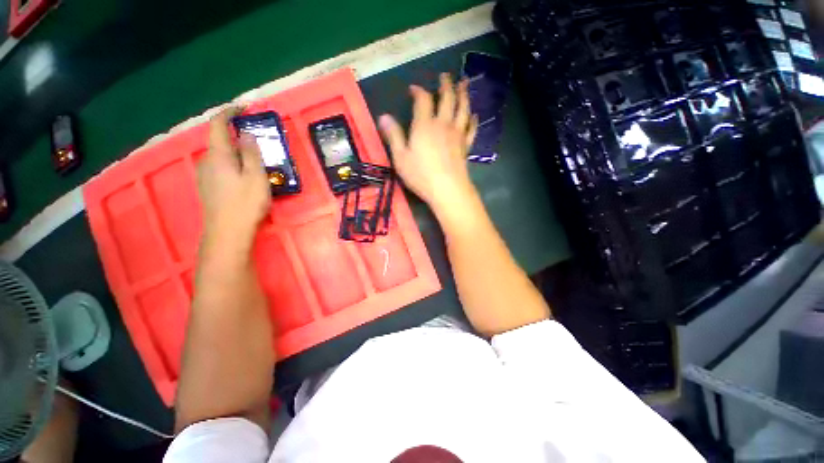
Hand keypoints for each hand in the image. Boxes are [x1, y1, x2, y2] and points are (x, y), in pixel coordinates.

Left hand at [198, 106, 270, 246]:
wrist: (227, 232)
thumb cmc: (245, 203)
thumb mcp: (255, 177)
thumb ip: (252, 153)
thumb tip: (247, 133)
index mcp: (218, 155)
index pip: (218, 125)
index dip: (228, 113)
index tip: (243, 108)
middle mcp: (207, 161)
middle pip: (219, 141)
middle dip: (236, 136)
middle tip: (258, 142)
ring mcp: (205, 175)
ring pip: (221, 155)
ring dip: (236, 152)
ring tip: (255, 161)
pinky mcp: (208, 186)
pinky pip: (220, 167)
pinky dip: (232, 163)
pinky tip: (244, 176)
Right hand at [379, 73, 478, 213]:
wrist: (447, 189)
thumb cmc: (421, 175)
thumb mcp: (400, 157)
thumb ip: (393, 136)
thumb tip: (383, 116)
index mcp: (424, 125)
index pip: (423, 100)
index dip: (418, 91)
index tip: (414, 89)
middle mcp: (442, 124)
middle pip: (447, 98)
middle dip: (445, 85)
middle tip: (445, 76)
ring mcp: (457, 134)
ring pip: (462, 109)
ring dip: (463, 95)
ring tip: (464, 84)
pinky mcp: (465, 146)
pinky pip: (471, 129)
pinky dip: (473, 120)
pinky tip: (474, 115)